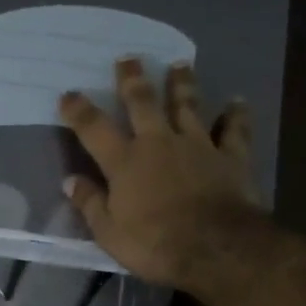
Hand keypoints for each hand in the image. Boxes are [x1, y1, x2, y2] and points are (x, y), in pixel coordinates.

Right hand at [59, 58, 264, 294]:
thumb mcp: (109, 232)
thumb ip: (90, 203)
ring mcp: (198, 146)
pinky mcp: (231, 157)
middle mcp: (159, 143)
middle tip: (129, 57)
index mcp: (125, 162)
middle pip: (143, 103)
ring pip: (188, 106)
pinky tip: (238, 101)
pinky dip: (236, 115)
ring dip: (182, 84)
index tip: (68, 94)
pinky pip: (234, 131)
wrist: (216, 248)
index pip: (94, 129)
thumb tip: (70, 181)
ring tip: (180, 64)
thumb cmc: (154, 244)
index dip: (78, 110)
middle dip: (132, 80)